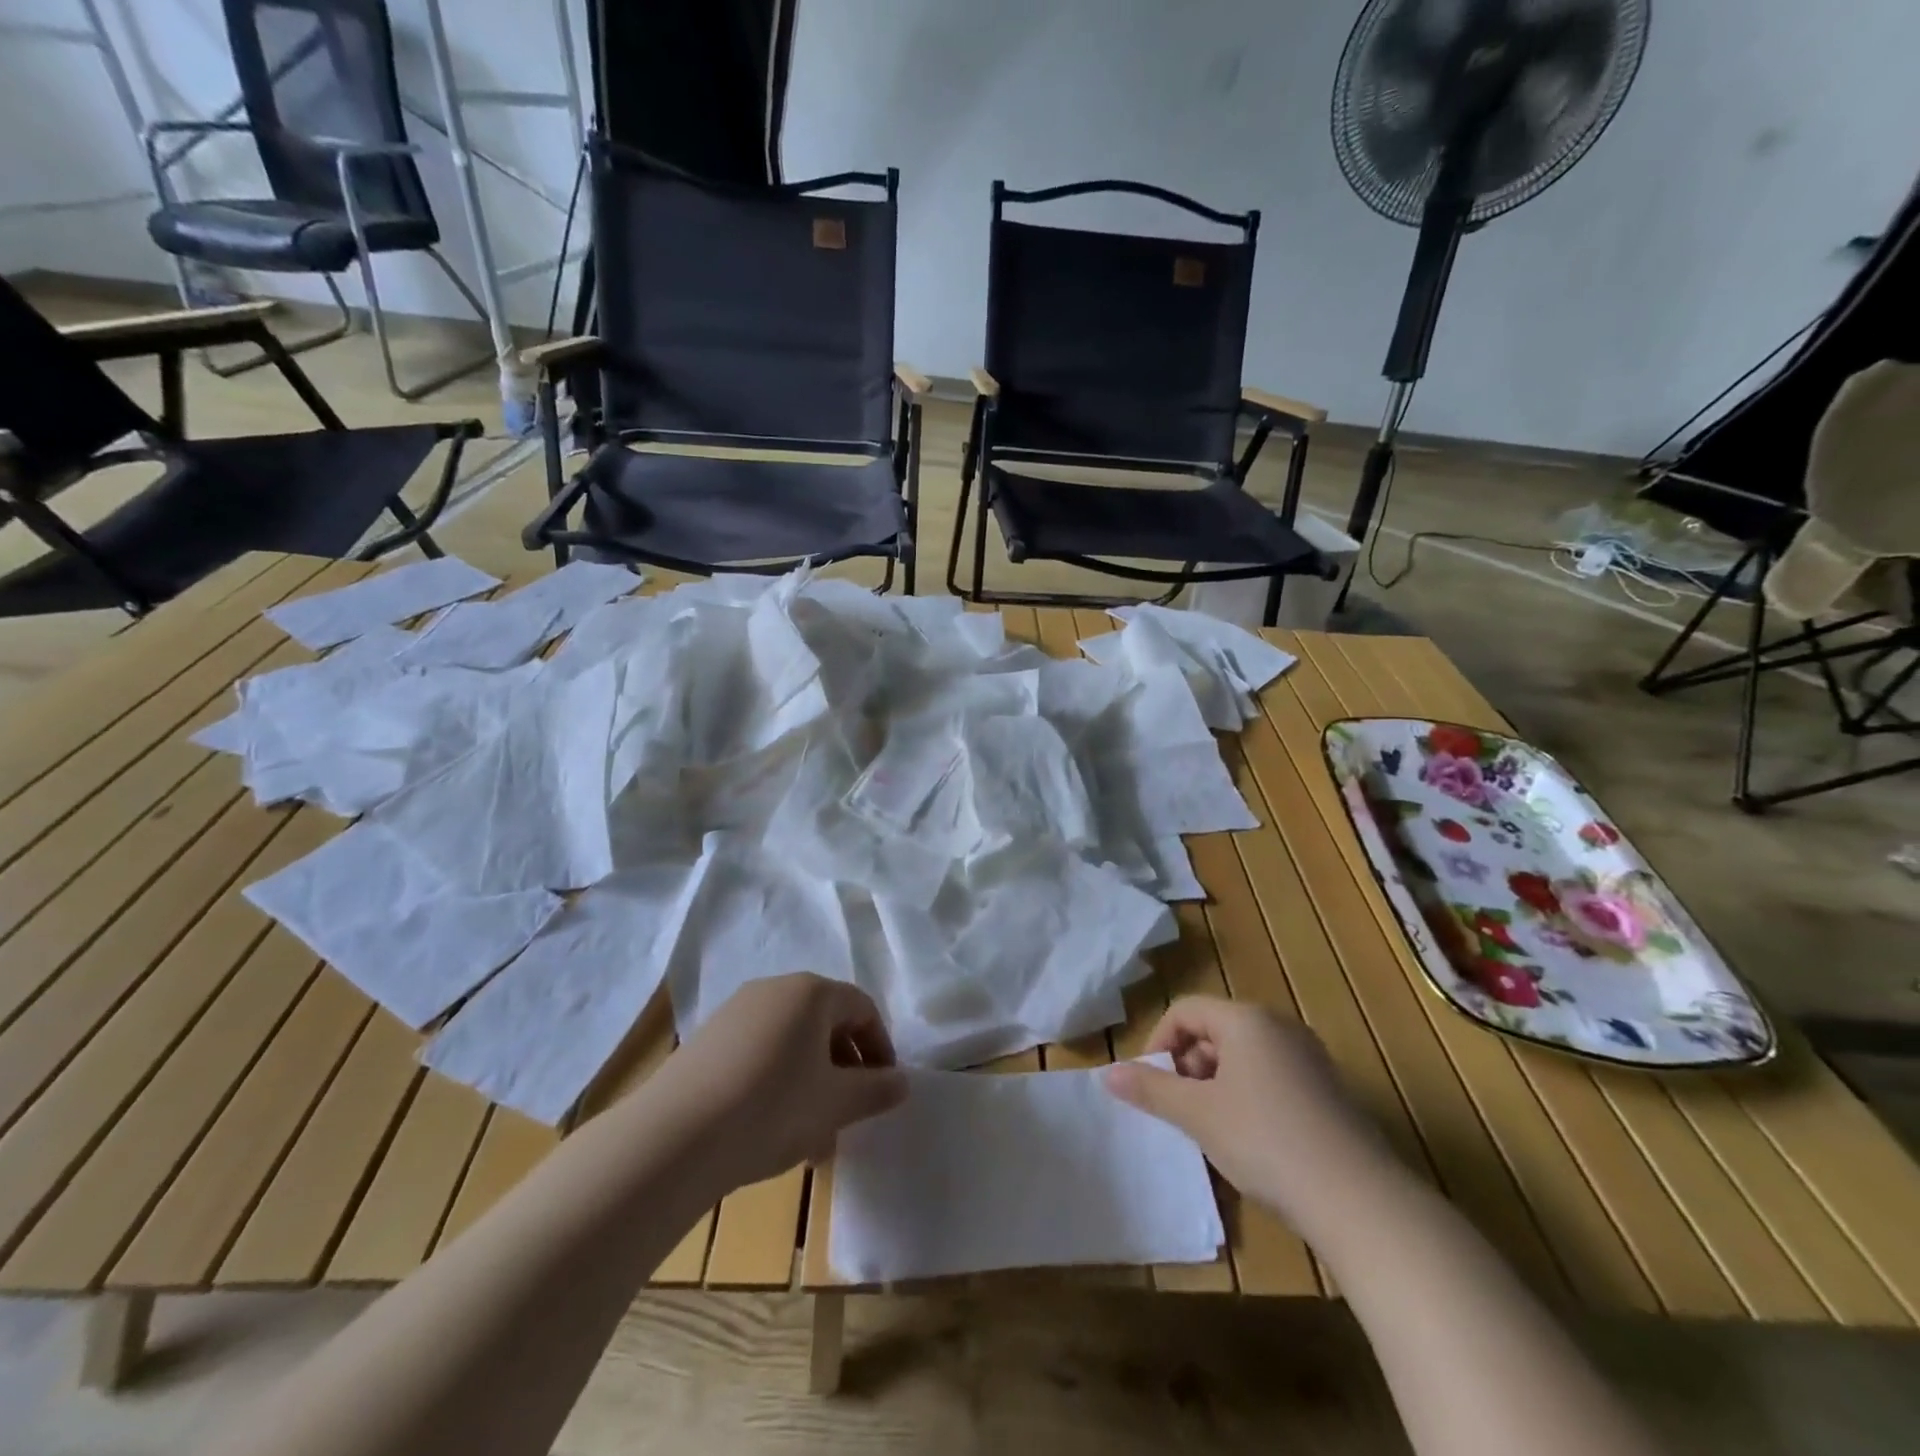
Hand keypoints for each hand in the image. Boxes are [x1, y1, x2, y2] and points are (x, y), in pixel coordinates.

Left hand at [658, 974, 907, 1192]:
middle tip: (848, 1116)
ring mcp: (736, 1012)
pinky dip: (776, 1083)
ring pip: (791, 1043)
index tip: (883, 1089)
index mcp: (811, 992)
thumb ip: (876, 1090)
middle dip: (844, 1071)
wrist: (674, 1137)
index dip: (880, 1048)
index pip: (862, 1008)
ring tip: (811, 1139)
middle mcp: (774, 989)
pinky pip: (759, 1053)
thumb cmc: (772, 1108)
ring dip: (811, 1083)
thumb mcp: (836, 1103)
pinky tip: (769, 1131)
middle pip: (825, 1023)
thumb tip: (903, 1081)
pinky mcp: (707, 1040)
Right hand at [1105, 997, 1395, 1240]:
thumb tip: (1107, 1074)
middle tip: (1179, 1110)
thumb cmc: (1265, 1141)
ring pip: (1243, 1057)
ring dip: (1215, 1085)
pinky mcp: (1328, 1090)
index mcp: (1246, 1019)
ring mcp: (1309, 1058)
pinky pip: (1271, 1078)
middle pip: (1215, 1030)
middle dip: (1187, 1066)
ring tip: (1210, 1129)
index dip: (1159, 1043)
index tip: (1150, 1085)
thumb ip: (1151, 1090)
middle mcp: (1279, 1026)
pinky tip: (1249, 1142)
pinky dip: (1247, 1098)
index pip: (1185, 1010)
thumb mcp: (1198, 1115)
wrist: (1358, 1199)